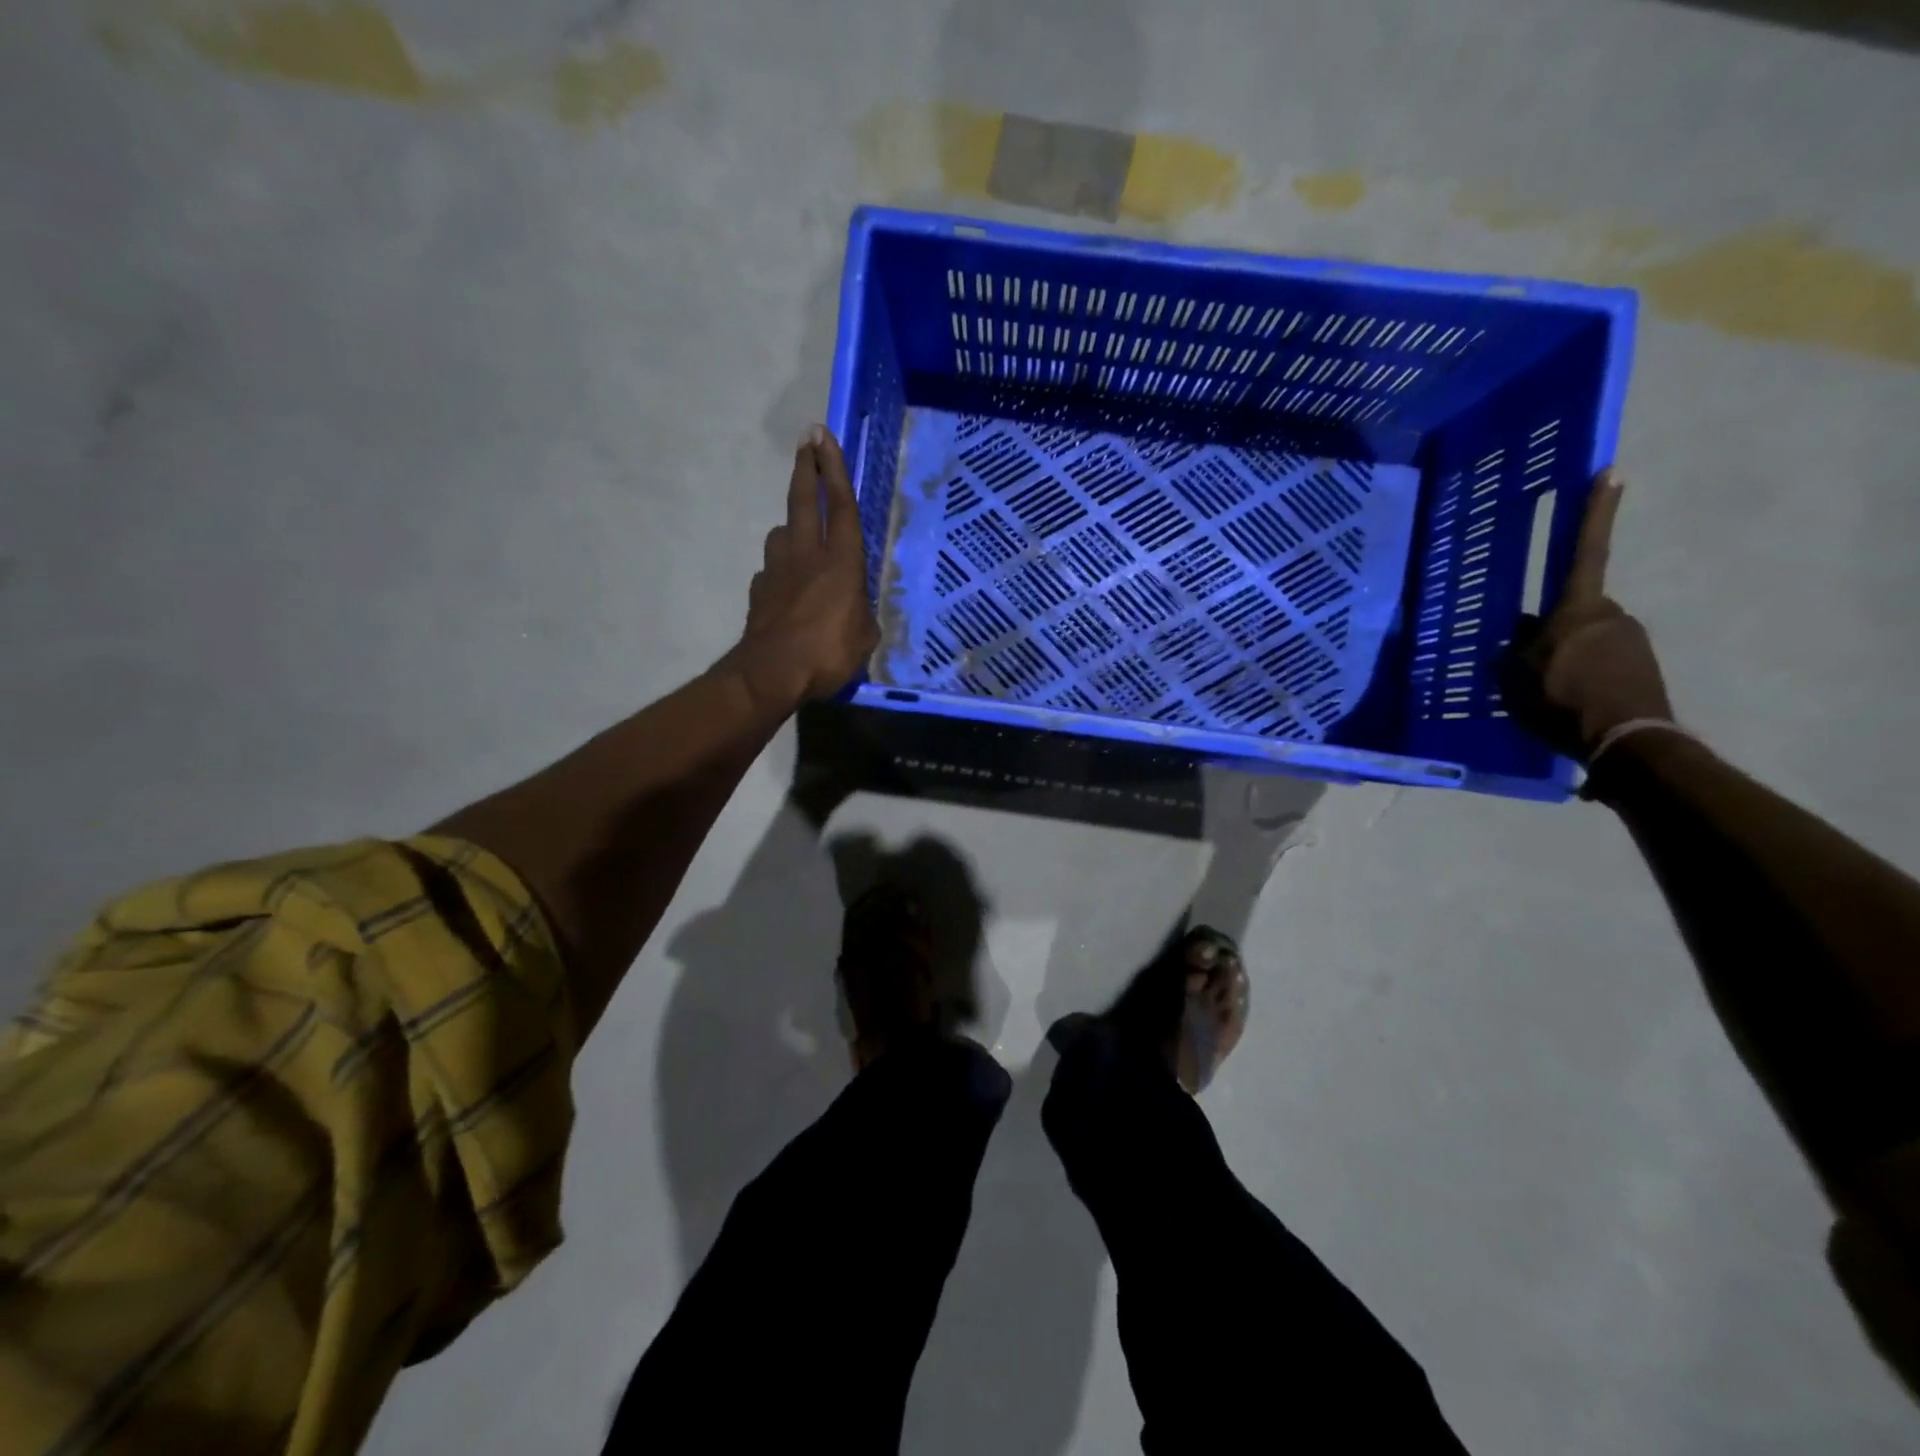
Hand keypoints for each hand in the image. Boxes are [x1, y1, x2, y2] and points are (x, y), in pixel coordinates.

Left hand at [724, 426, 879, 716]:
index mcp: (842, 563)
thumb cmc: (828, 655)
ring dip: (791, 522)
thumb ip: (862, 616)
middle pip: (805, 500)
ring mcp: (778, 570)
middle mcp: (808, 556)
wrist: (770, 674)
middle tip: (806, 439)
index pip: (842, 507)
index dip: (835, 469)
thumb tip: (855, 610)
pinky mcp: (760, 590)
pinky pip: (772, 568)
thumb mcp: (864, 639)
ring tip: (799, 528)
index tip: (825, 436)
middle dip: (806, 467)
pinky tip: (786, 582)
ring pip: (782, 532)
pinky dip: (780, 567)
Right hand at [1503, 471, 1672, 759]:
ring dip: (1567, 654)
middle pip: (1575, 609)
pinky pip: (1602, 660)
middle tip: (1530, 657)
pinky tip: (1568, 700)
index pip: (1584, 551)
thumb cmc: (1564, 699)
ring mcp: (1631, 640)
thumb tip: (1522, 632)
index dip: (1595, 512)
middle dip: (1555, 626)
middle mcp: (1611, 615)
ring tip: (1546, 688)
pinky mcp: (1642, 667)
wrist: (1627, 741)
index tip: (1610, 471)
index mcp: (1579, 609)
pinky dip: (1583, 673)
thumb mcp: (1519, 674)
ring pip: (1586, 637)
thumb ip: (1518, 647)